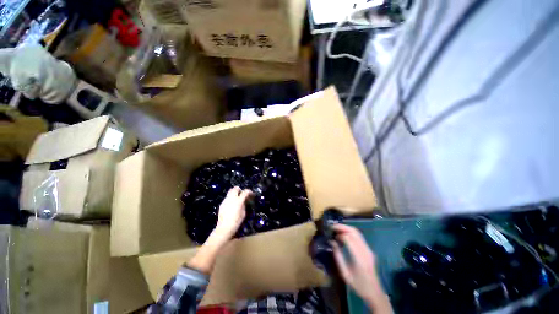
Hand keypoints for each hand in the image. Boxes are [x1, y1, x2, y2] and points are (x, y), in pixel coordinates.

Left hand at [214, 186, 252, 240]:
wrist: (224, 228)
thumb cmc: (236, 222)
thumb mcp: (243, 213)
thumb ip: (244, 204)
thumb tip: (244, 201)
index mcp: (238, 201)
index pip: (245, 192)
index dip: (249, 191)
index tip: (251, 194)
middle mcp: (231, 199)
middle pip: (235, 188)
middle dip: (240, 190)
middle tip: (242, 194)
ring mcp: (225, 201)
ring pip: (230, 192)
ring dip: (234, 193)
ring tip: (237, 199)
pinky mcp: (221, 204)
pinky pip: (227, 198)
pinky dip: (230, 199)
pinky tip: (231, 205)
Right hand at [332, 224, 391, 312]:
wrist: (374, 292)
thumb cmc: (358, 285)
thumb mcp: (345, 274)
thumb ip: (338, 256)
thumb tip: (332, 242)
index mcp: (359, 258)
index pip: (349, 239)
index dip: (339, 234)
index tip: (331, 233)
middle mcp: (365, 251)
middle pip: (354, 232)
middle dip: (342, 227)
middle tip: (332, 226)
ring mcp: (368, 249)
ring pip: (357, 232)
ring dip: (346, 228)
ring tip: (336, 228)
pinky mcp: (369, 249)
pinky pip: (359, 236)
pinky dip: (350, 232)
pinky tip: (343, 234)